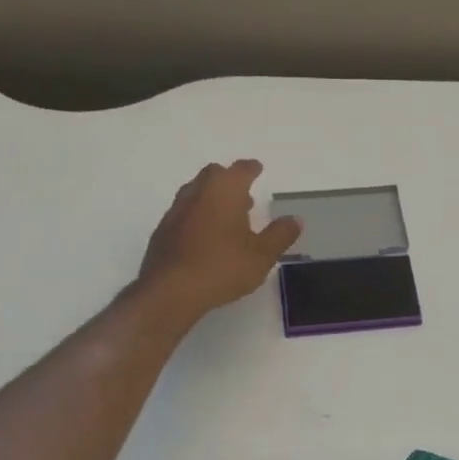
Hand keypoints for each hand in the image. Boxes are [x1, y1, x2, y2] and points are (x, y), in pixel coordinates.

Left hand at [139, 160, 300, 318]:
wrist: (171, 290)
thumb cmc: (223, 267)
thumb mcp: (262, 255)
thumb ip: (280, 235)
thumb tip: (295, 219)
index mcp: (224, 190)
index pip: (241, 169)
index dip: (251, 168)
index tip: (257, 169)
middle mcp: (197, 192)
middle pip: (214, 175)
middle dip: (229, 180)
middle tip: (244, 195)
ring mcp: (176, 210)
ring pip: (196, 192)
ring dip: (212, 198)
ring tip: (227, 217)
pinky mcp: (163, 231)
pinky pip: (184, 213)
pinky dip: (197, 216)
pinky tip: (205, 237)